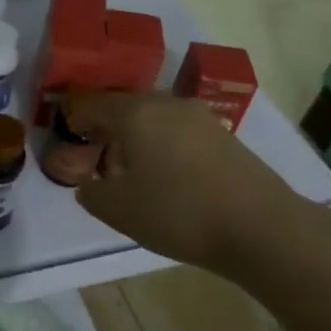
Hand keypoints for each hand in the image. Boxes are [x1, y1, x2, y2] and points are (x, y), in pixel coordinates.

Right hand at [67, 89, 301, 271]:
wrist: (260, 227)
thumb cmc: (178, 213)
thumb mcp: (118, 210)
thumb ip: (91, 193)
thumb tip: (88, 183)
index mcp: (135, 113)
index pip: (95, 104)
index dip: (78, 117)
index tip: (70, 132)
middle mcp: (167, 104)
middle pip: (128, 106)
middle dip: (110, 125)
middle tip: (99, 150)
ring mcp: (200, 117)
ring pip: (156, 116)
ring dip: (140, 134)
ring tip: (133, 166)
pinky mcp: (225, 135)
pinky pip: (181, 130)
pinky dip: (165, 143)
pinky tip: (168, 173)